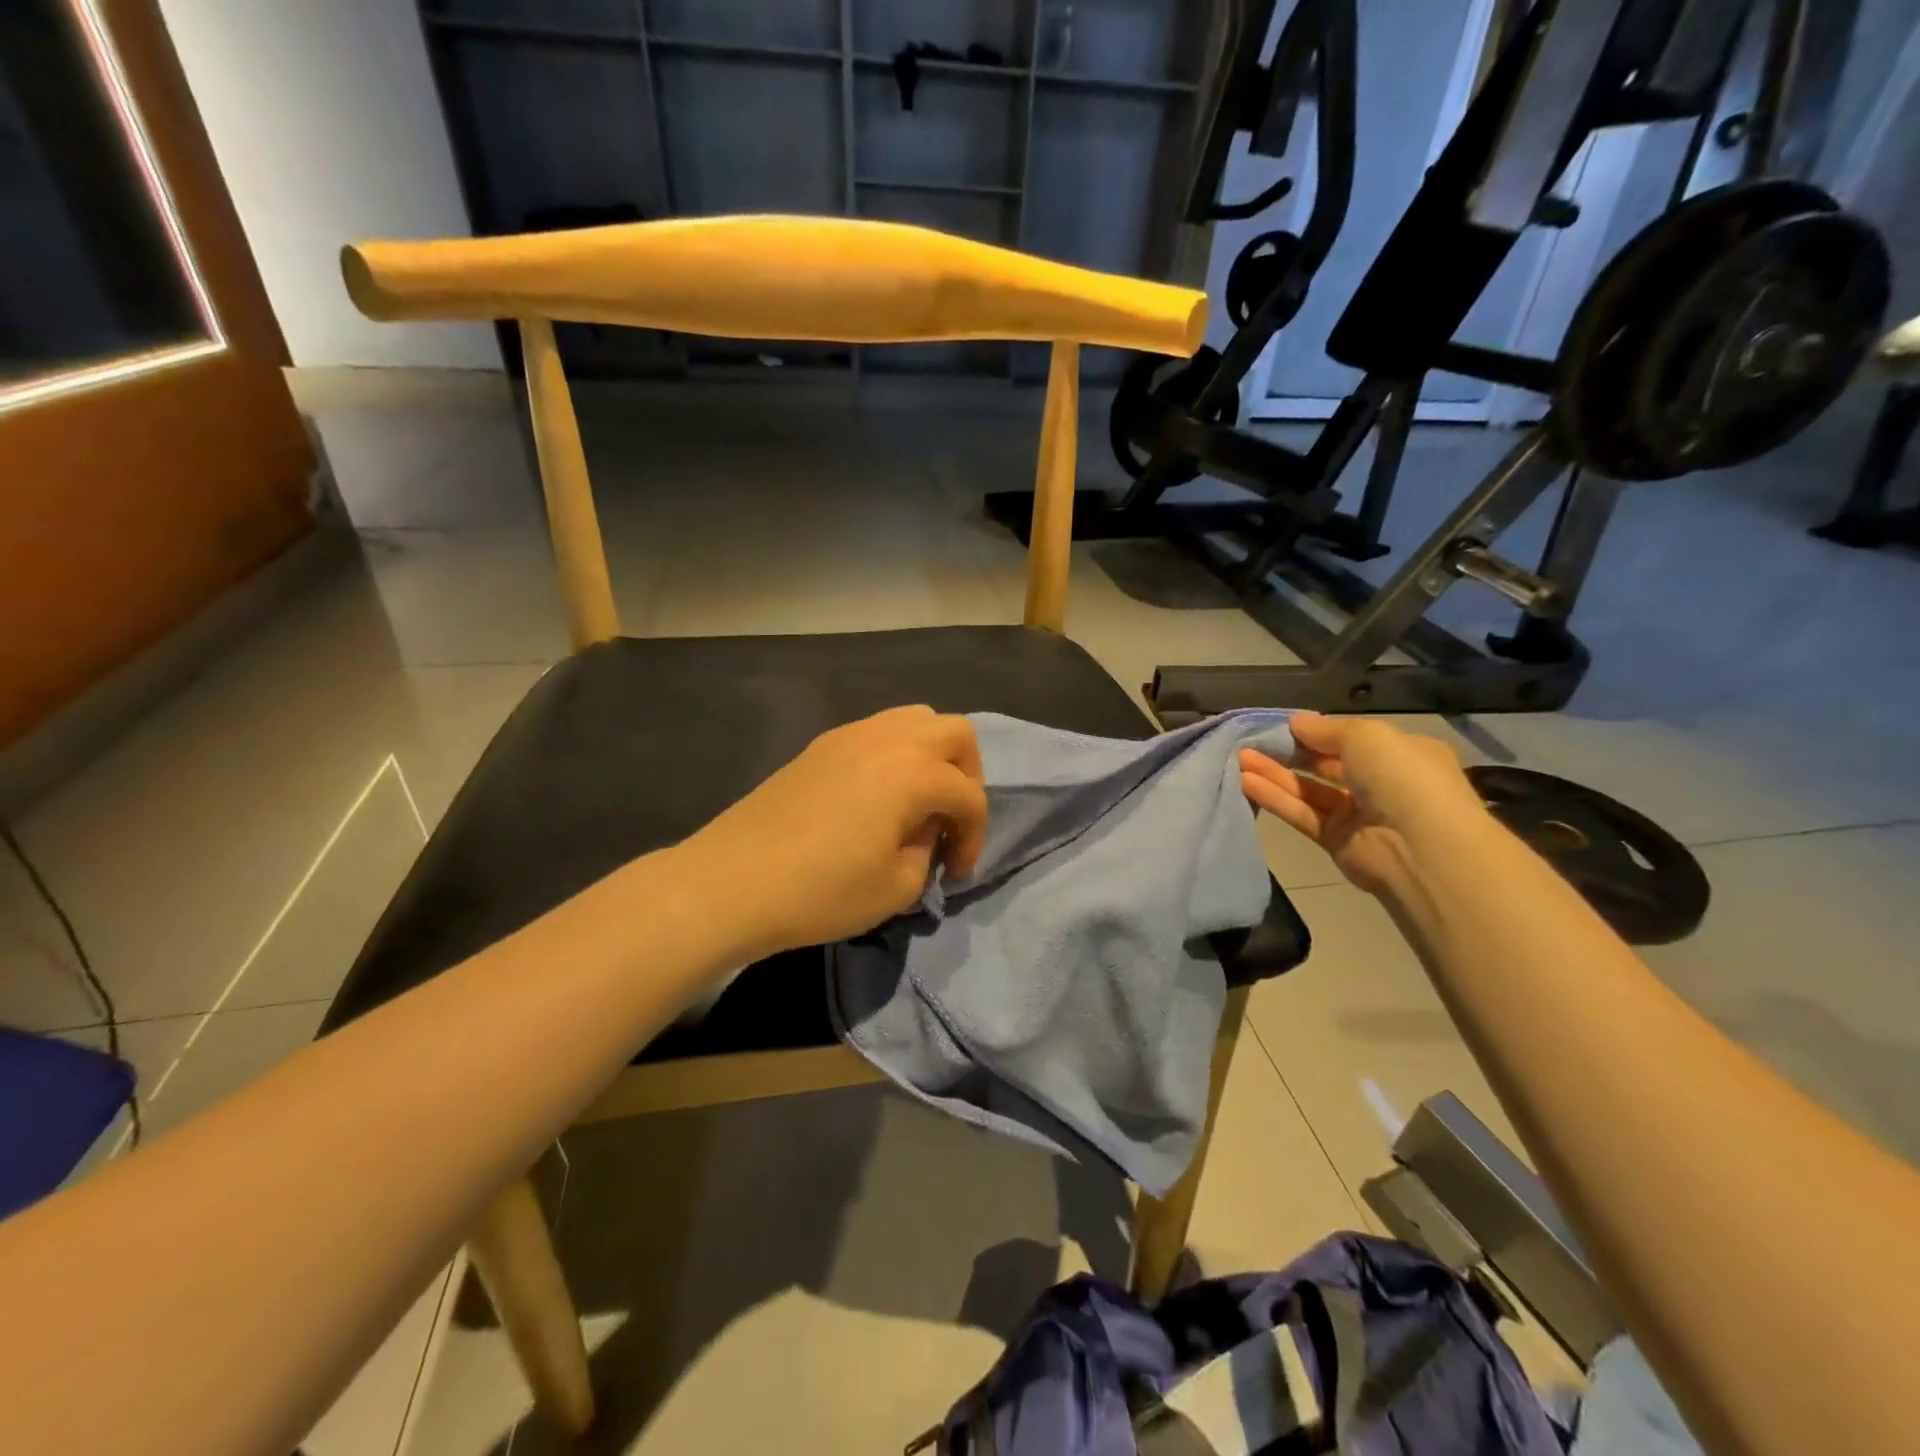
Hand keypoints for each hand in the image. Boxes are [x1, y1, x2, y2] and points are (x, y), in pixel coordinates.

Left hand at [686, 706, 988, 958]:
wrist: (731, 881)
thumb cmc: (821, 890)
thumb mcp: (896, 887)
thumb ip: (927, 851)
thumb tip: (923, 831)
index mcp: (914, 771)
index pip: (968, 794)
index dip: (974, 835)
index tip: (956, 872)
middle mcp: (887, 738)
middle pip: (954, 732)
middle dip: (967, 775)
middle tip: (948, 819)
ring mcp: (850, 735)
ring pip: (914, 720)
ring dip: (931, 757)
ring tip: (917, 803)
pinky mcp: (820, 746)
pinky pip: (877, 732)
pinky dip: (895, 755)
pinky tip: (877, 798)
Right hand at [1239, 713, 1484, 895]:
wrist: (1420, 848)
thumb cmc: (1402, 778)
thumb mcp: (1366, 736)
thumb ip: (1326, 729)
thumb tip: (1297, 722)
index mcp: (1400, 754)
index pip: (1351, 739)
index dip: (1316, 732)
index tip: (1281, 725)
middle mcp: (1380, 783)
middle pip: (1325, 765)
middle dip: (1289, 752)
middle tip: (1251, 741)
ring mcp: (1357, 814)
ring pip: (1308, 789)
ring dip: (1274, 773)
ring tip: (1238, 758)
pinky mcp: (1335, 840)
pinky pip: (1301, 814)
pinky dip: (1275, 798)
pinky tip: (1245, 782)